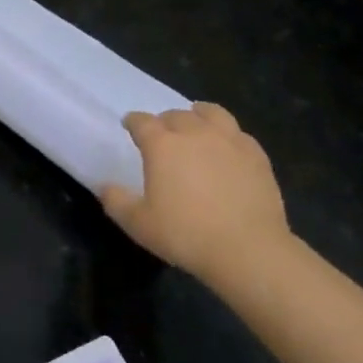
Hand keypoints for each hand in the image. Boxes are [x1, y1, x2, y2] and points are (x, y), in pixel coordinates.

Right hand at [100, 103, 292, 275]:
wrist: (248, 249)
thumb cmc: (186, 235)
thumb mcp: (139, 224)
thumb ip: (117, 201)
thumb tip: (105, 187)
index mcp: (162, 145)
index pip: (142, 122)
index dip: (133, 121)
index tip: (129, 125)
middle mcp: (195, 133)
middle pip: (176, 115)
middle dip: (165, 121)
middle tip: (162, 134)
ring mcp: (229, 141)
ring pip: (211, 113)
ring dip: (198, 115)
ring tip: (196, 123)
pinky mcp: (256, 155)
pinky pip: (238, 133)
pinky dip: (228, 134)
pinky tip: (227, 146)